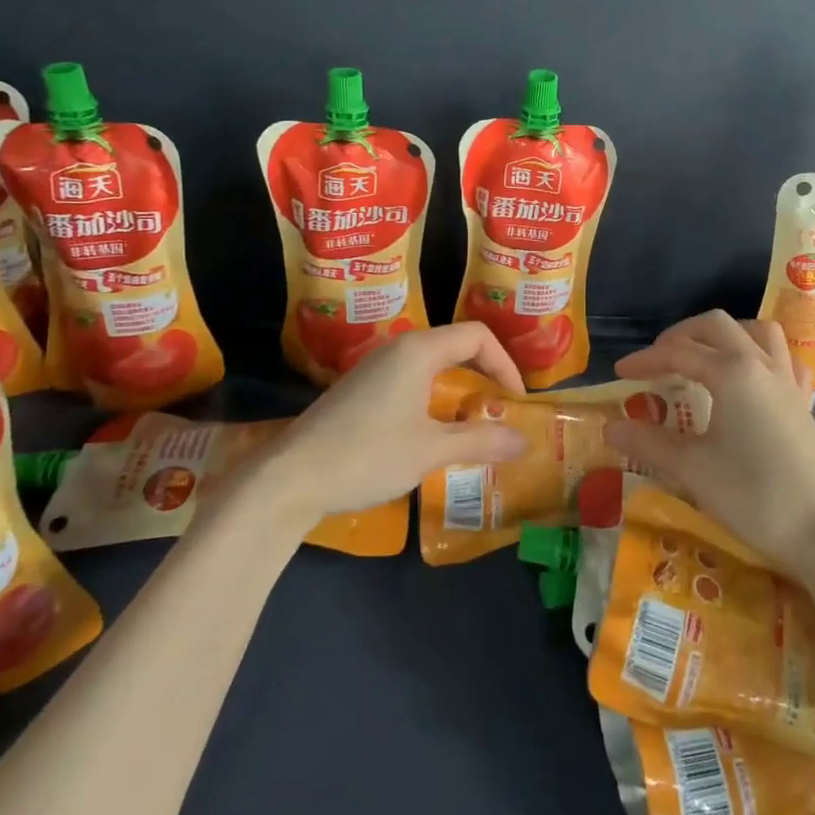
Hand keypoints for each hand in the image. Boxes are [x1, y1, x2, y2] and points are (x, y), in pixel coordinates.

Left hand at [262, 323, 529, 526]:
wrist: (291, 478)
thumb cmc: (368, 455)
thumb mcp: (431, 450)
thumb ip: (481, 441)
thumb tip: (524, 442)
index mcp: (419, 350)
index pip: (477, 336)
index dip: (505, 364)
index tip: (516, 400)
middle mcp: (398, 348)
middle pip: (456, 345)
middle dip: (485, 373)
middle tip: (502, 407)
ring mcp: (375, 367)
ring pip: (432, 363)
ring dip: (459, 386)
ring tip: (474, 421)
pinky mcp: (360, 389)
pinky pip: (411, 379)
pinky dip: (435, 395)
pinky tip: (433, 430)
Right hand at [603, 311, 814, 570]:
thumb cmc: (755, 496)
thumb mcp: (692, 470)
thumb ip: (648, 443)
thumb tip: (609, 426)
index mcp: (732, 372)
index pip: (678, 353)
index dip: (645, 360)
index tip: (619, 375)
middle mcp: (761, 365)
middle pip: (716, 327)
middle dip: (681, 336)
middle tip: (657, 361)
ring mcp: (787, 382)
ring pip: (756, 332)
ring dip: (724, 335)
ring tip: (702, 358)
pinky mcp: (803, 403)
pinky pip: (783, 359)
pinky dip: (760, 355)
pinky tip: (750, 379)